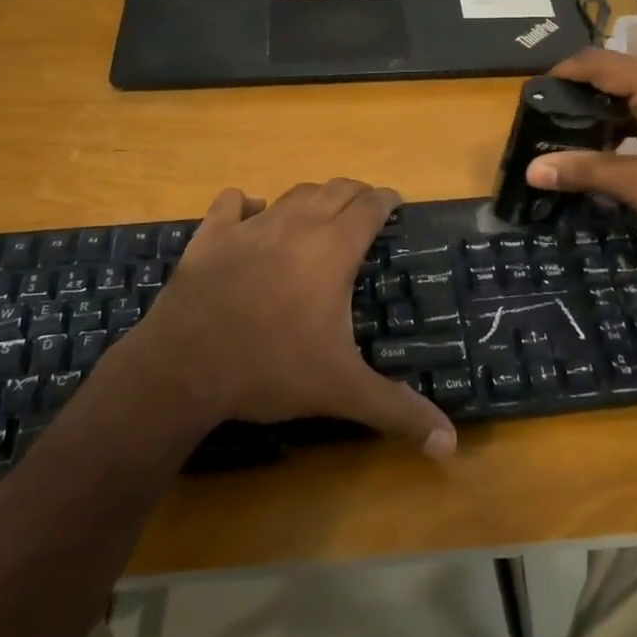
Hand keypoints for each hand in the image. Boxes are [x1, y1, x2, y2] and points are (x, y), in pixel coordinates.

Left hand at [139, 180, 457, 457]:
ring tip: (321, 210)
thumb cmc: (272, 368)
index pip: (370, 207)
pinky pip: (231, 203)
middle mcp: (297, 225)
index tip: (396, 201)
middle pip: (335, 190)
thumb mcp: (342, 390)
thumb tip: (450, 446)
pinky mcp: (211, 236)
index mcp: (333, 249)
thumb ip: (398, 411)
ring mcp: (250, 226)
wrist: (186, 366)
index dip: (386, 199)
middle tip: (365, 206)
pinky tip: (251, 212)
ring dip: (312, 197)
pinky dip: (246, 203)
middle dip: (355, 192)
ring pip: (292, 194)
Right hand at [526, 48, 636, 263]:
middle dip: (579, 94)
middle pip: (617, 73)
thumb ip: (588, 171)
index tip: (531, 94)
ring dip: (602, 110)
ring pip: (634, 92)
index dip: (564, 73)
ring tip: (564, 134)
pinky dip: (625, 122)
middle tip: (542, 120)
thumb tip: (532, 169)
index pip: (602, 62)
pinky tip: (606, 147)